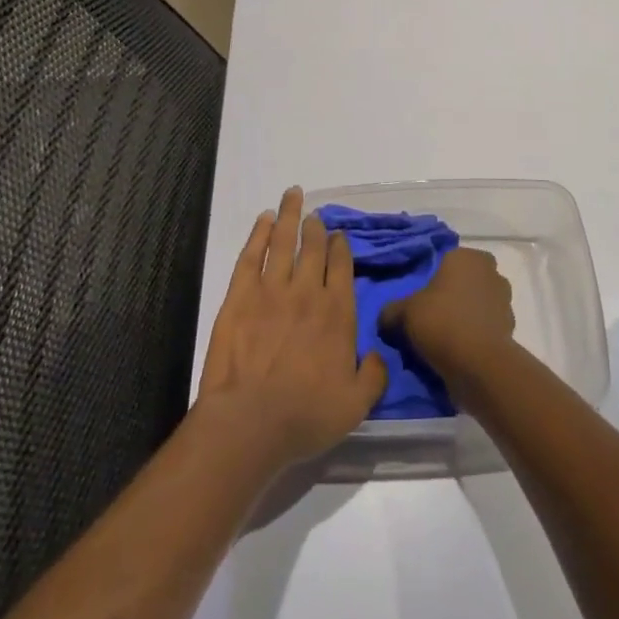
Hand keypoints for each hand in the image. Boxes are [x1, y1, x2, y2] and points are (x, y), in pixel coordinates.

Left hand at [197, 187, 386, 467]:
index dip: (341, 247)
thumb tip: (378, 354)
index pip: (342, 266)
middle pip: (313, 247)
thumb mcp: (356, 404)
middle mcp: (307, 291)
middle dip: (316, 227)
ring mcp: (271, 290)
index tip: (339, 235)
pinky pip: (251, 256)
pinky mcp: (239, 297)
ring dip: (289, 216)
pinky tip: (263, 220)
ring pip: (283, 241)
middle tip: (315, 214)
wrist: (250, 422)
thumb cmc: (306, 416)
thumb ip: (374, 375)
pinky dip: (258, 234)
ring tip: (292, 195)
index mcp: (337, 312)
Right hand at [382, 247, 515, 379]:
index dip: (432, 280)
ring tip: (444, 339)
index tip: (420, 300)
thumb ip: (391, 311)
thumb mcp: (404, 313)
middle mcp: (489, 271)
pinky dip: (476, 335)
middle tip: (431, 318)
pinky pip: (486, 326)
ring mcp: (504, 299)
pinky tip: (459, 351)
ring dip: (465, 316)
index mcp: (466, 256)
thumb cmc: (441, 322)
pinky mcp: (510, 327)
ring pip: (477, 303)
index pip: (446, 261)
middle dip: (451, 296)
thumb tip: (385, 318)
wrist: (480, 364)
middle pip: (464, 281)